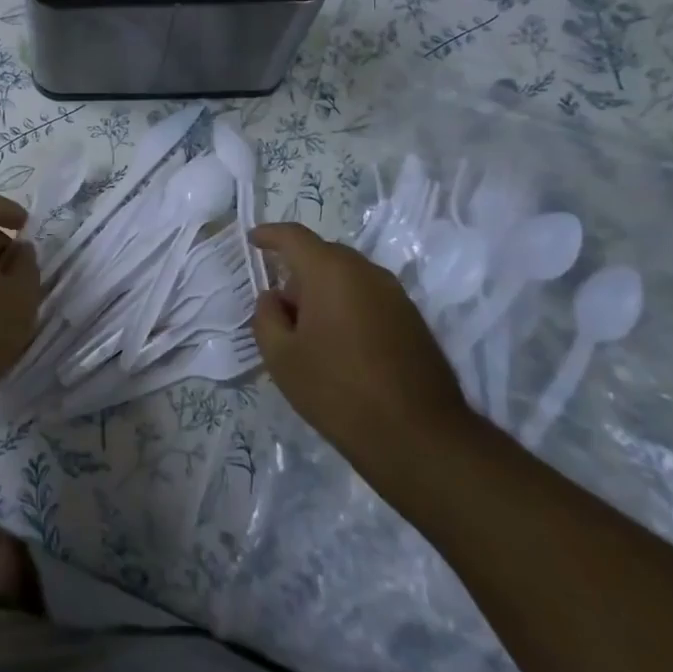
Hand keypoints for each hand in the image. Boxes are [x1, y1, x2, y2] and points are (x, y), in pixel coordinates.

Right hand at [250, 223, 473, 489]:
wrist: (419, 437)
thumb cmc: (338, 391)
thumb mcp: (282, 357)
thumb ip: (267, 317)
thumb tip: (274, 298)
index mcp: (330, 272)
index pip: (294, 236)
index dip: (269, 234)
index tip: (253, 240)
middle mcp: (366, 272)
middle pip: (323, 255)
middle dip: (297, 271)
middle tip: (279, 307)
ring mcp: (395, 295)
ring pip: (348, 277)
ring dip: (325, 291)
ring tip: (310, 331)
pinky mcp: (413, 319)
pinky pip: (369, 297)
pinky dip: (348, 306)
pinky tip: (341, 345)